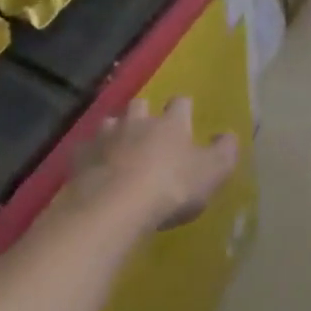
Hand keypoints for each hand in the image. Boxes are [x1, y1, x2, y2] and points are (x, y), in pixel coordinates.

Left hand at [68, 96, 238, 234]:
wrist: (114, 206)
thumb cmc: (170, 187)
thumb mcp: (211, 173)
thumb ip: (224, 152)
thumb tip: (230, 135)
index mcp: (170, 123)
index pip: (180, 103)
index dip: (183, 108)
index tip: (186, 115)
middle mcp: (137, 121)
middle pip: (139, 105)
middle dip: (143, 114)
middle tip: (148, 132)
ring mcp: (105, 137)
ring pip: (110, 123)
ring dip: (115, 132)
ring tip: (119, 150)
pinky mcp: (80, 158)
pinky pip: (85, 150)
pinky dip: (91, 157)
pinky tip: (94, 170)